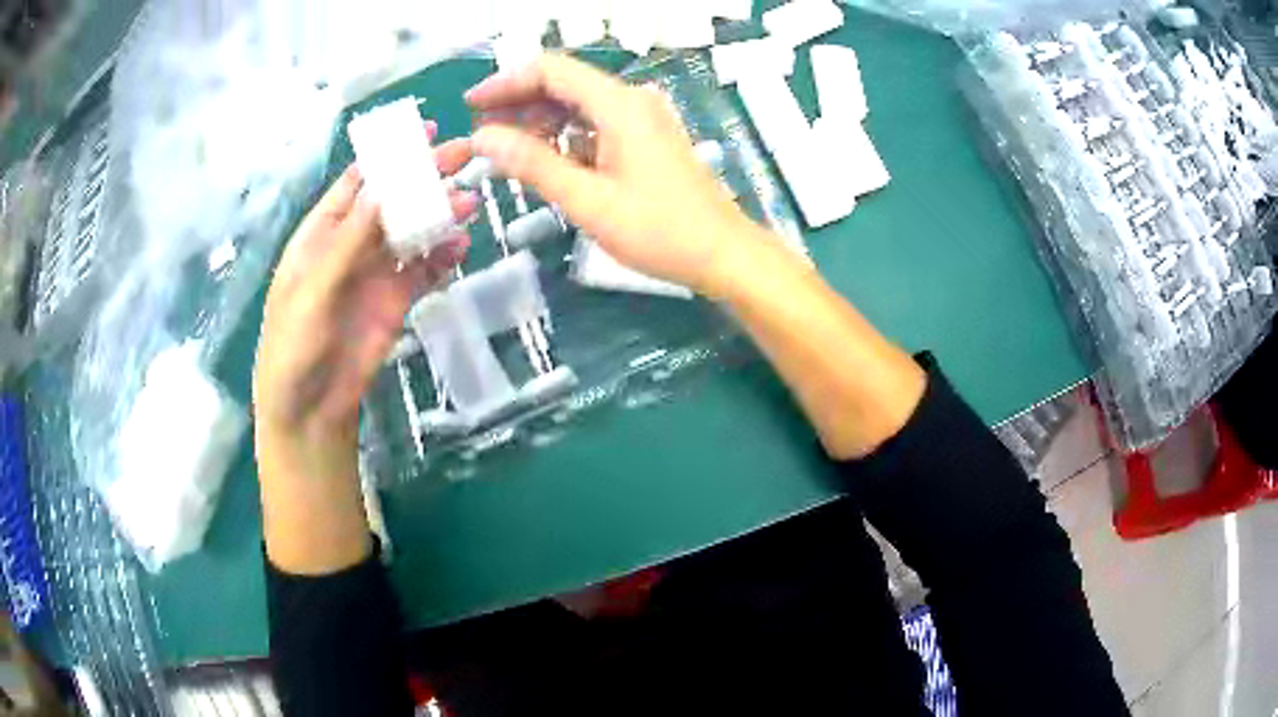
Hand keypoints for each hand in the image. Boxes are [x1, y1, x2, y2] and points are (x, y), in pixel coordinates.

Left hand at [252, 127, 476, 573]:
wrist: (310, 408)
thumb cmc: (293, 346)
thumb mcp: (312, 289)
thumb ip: (348, 241)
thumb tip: (383, 189)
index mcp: (320, 235)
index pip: (355, 184)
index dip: (385, 158)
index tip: (420, 132)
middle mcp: (349, 247)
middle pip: (391, 203)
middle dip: (423, 178)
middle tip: (463, 155)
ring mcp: (374, 274)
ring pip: (412, 234)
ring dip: (439, 216)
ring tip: (469, 202)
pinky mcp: (395, 301)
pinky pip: (423, 271)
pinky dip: (443, 257)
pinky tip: (461, 247)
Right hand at [466, 53, 769, 297]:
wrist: (723, 253)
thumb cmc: (659, 231)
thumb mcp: (587, 200)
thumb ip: (533, 164)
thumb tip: (482, 137)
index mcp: (618, 105)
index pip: (551, 70)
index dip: (506, 82)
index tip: (472, 105)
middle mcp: (631, 101)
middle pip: (564, 84)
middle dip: (518, 103)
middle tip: (481, 135)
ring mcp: (642, 119)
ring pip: (578, 105)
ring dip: (539, 122)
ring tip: (505, 153)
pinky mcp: (646, 139)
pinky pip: (596, 125)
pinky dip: (566, 138)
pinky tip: (546, 163)